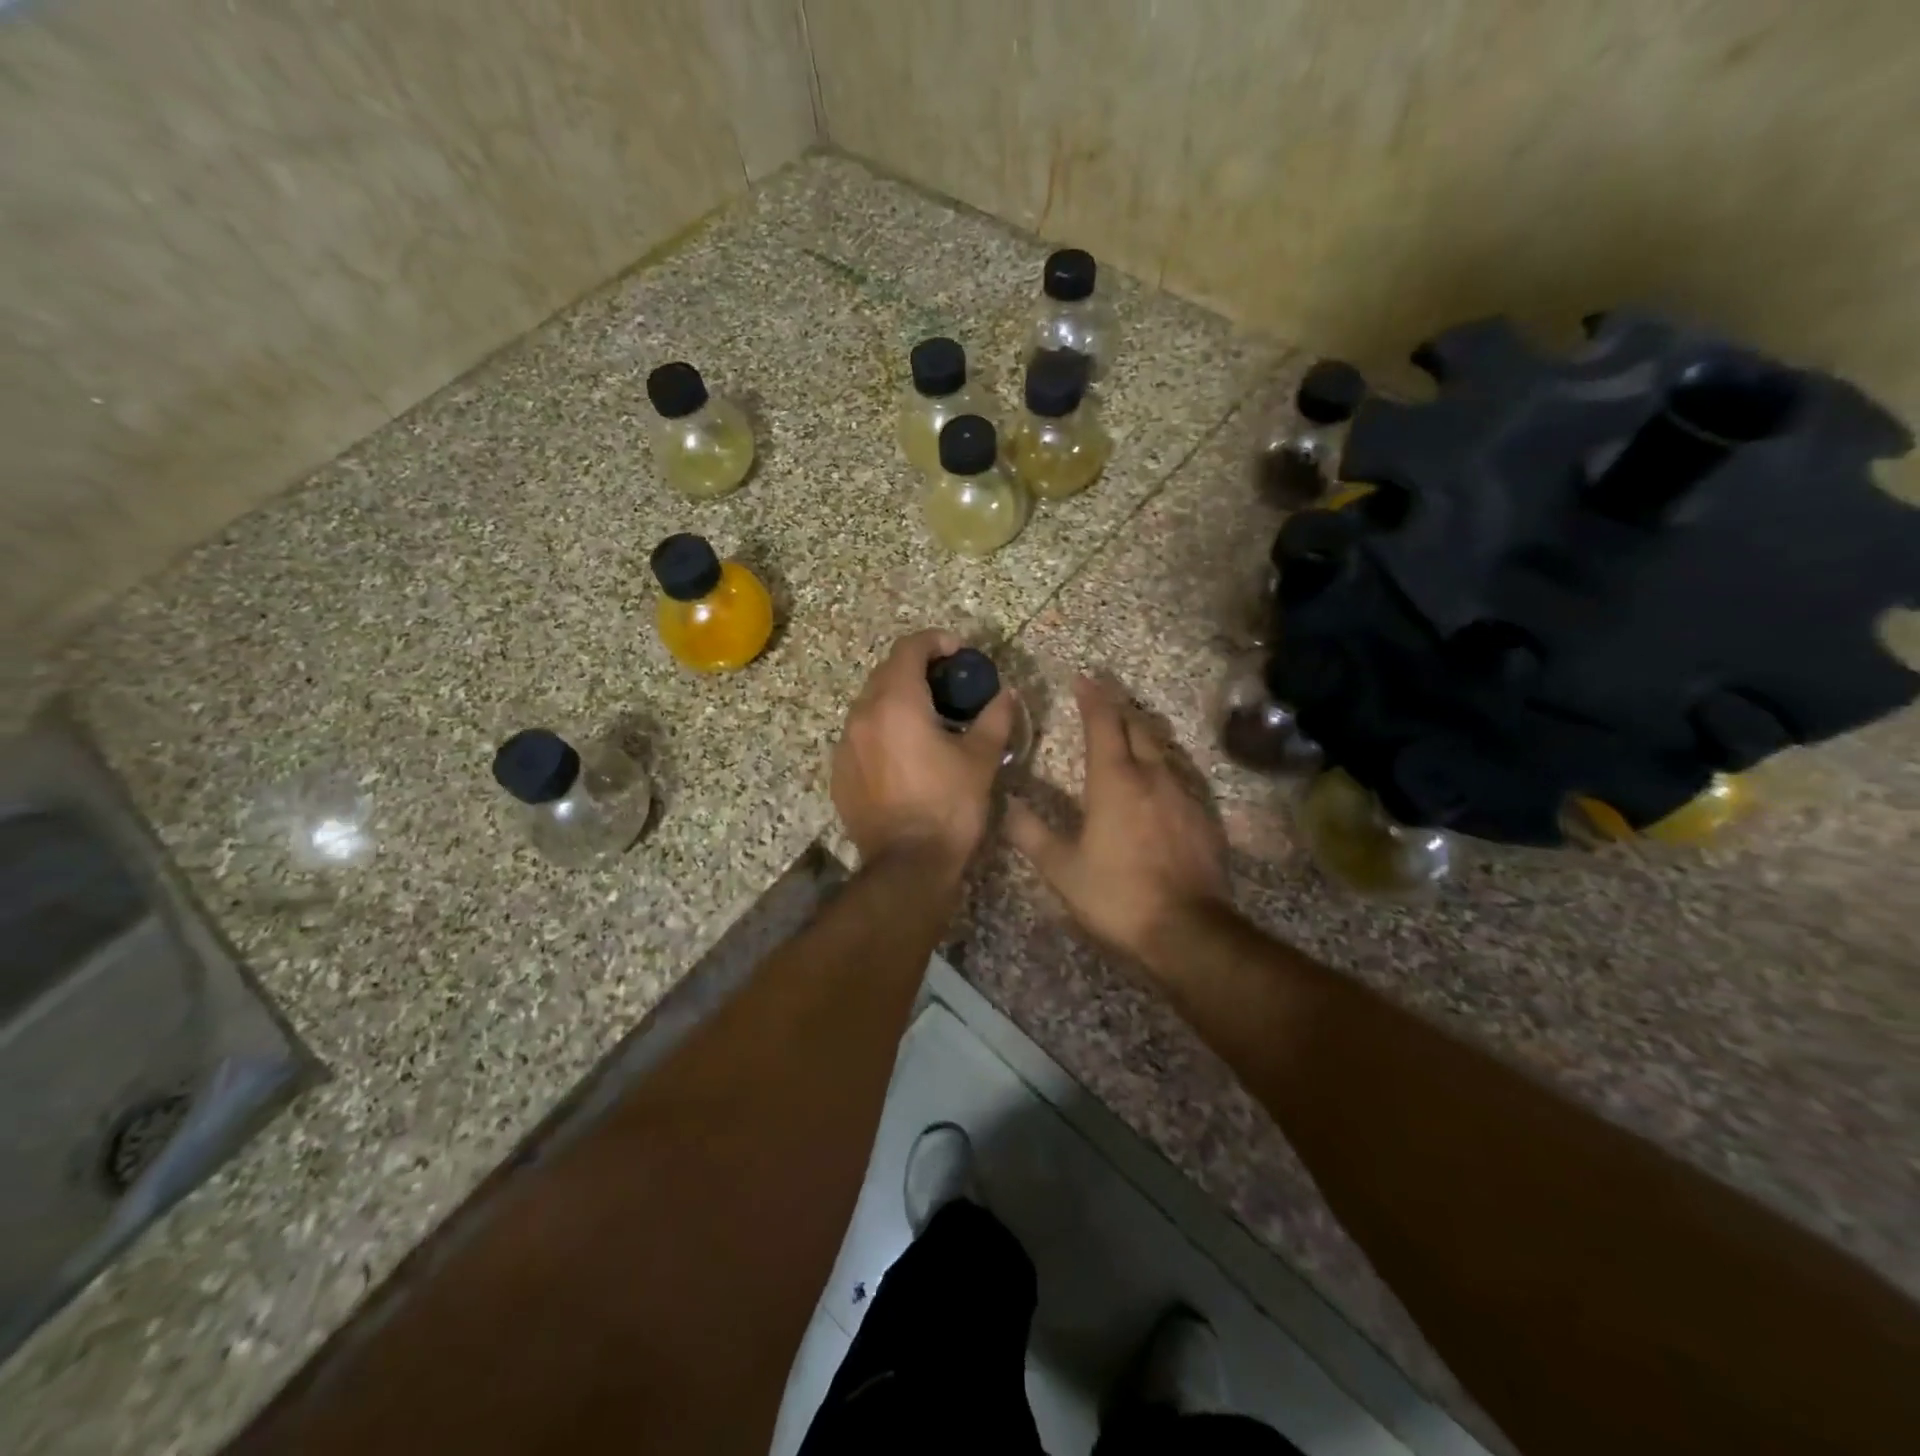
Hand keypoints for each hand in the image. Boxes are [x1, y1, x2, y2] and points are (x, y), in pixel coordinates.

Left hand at [832, 630, 1016, 870]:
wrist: (907, 864)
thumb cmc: (949, 806)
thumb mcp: (981, 760)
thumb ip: (995, 717)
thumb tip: (1006, 694)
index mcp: (897, 703)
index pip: (909, 648)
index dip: (936, 642)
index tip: (959, 652)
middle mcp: (863, 715)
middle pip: (887, 672)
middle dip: (918, 670)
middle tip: (948, 686)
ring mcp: (845, 744)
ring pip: (870, 704)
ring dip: (898, 700)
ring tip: (927, 720)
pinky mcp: (839, 772)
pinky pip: (860, 735)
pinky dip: (882, 730)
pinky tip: (904, 753)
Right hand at [1006, 675, 1229, 973]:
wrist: (1188, 931)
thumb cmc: (1117, 895)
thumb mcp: (1062, 869)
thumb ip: (1031, 834)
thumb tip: (1007, 805)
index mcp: (1115, 781)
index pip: (1103, 724)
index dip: (1092, 698)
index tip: (1083, 678)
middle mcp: (1152, 777)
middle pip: (1138, 727)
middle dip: (1119, 707)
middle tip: (1104, 695)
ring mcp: (1183, 795)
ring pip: (1162, 749)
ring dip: (1143, 732)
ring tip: (1129, 728)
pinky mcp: (1203, 818)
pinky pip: (1180, 776)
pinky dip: (1162, 764)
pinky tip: (1158, 778)